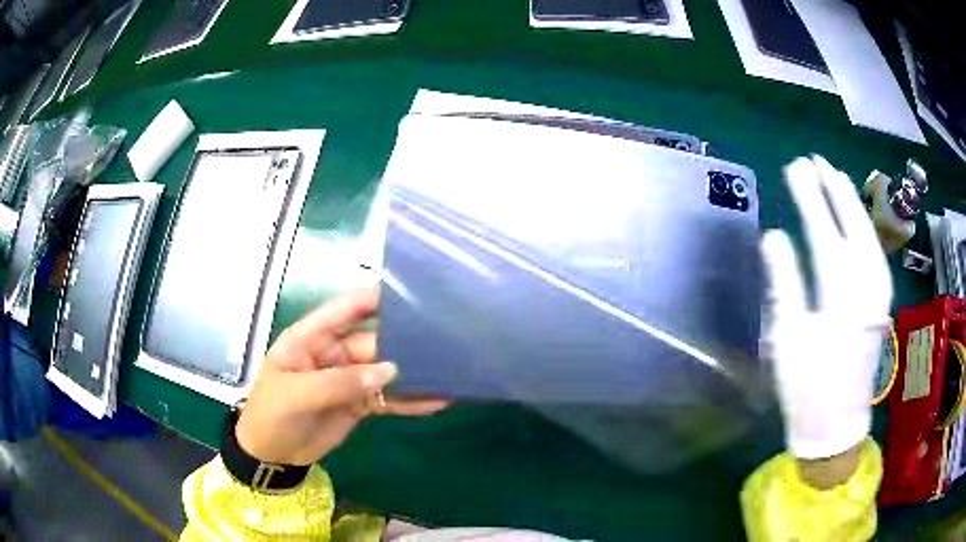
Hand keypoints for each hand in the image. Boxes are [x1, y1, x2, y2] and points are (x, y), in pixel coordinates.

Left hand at [236, 288, 447, 464]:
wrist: (272, 455)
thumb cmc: (272, 415)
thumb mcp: (297, 395)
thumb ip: (340, 383)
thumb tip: (390, 371)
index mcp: (310, 338)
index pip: (344, 310)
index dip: (373, 300)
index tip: (410, 296)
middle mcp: (333, 353)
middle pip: (373, 342)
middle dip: (404, 342)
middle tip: (443, 342)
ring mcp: (347, 379)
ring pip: (385, 370)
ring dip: (413, 373)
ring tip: (449, 371)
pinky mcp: (359, 403)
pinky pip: (388, 399)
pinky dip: (410, 400)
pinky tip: (437, 401)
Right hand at [762, 156, 891, 461]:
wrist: (835, 427)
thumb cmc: (806, 389)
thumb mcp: (788, 339)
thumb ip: (785, 283)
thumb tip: (774, 236)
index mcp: (840, 301)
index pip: (825, 235)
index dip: (810, 199)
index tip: (795, 167)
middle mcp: (866, 291)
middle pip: (854, 228)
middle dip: (836, 191)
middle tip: (817, 159)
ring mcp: (878, 297)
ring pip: (870, 238)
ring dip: (854, 205)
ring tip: (837, 176)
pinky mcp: (881, 304)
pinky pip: (876, 254)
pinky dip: (867, 229)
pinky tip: (859, 219)